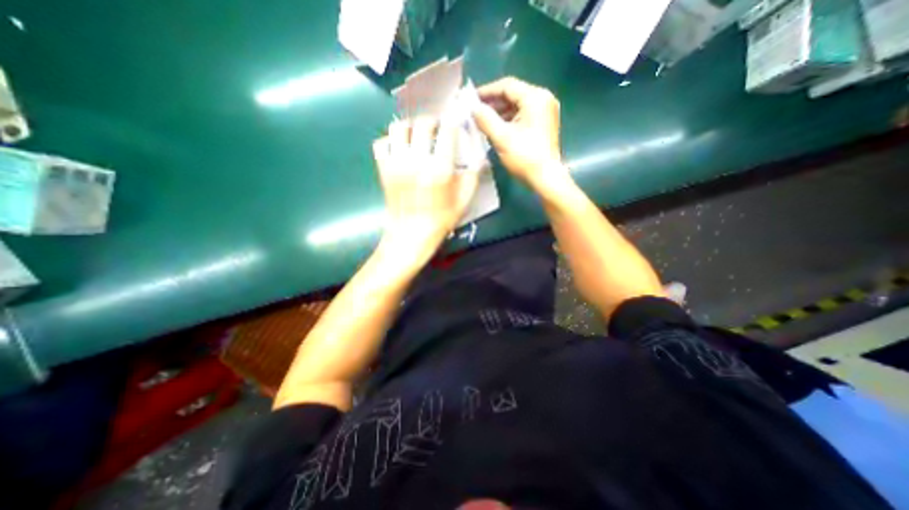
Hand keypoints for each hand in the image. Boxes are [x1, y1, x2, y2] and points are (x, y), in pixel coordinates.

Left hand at [374, 115, 476, 249]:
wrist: (411, 234)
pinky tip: (400, 149)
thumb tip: (479, 154)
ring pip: (398, 127)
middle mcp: (417, 159)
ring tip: (416, 136)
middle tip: (437, 129)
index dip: (453, 120)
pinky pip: (381, 143)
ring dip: (410, 127)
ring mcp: (396, 163)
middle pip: (422, 122)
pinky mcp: (383, 169)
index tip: (455, 119)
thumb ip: (473, 174)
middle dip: (432, 121)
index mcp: (440, 167)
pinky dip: (390, 141)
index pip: (447, 129)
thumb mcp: (465, 200)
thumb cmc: (441, 219)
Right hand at [472, 77, 566, 187]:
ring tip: (482, 121)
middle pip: (513, 94)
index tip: (471, 100)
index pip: (507, 86)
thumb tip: (472, 108)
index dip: (487, 91)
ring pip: (517, 106)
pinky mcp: (543, 124)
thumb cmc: (524, 157)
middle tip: (475, 112)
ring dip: (499, 112)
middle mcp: (543, 99)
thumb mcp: (502, 137)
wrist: (545, 179)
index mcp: (535, 98)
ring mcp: (545, 112)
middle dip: (493, 103)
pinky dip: (508, 120)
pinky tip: (496, 128)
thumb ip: (485, 119)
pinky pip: (522, 115)